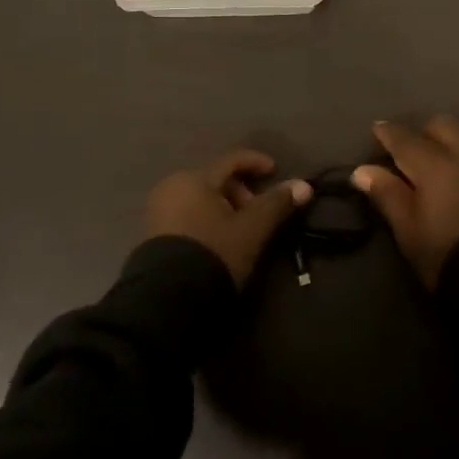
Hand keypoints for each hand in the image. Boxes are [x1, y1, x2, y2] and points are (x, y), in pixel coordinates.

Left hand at [146, 150, 312, 284]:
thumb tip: (304, 185)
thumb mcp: (251, 230)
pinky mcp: (154, 232)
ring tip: (241, 232)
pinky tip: (219, 240)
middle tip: (258, 215)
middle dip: (241, 193)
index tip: (275, 172)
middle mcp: (172, 186)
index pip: (231, 160)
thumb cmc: (214, 253)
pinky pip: (188, 214)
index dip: (256, 162)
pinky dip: (208, 219)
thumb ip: (277, 204)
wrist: (169, 298)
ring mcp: (159, 209)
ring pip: (201, 198)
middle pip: (215, 179)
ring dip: (225, 208)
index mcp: (194, 178)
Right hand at [351, 118, 458, 289]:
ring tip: (438, 171)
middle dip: (424, 132)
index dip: (388, 133)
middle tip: (410, 151)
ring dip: (449, 147)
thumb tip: (363, 170)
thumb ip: (387, 195)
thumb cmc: (446, 255)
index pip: (405, 139)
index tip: (377, 130)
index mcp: (435, 165)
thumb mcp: (408, 230)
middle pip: (443, 126)